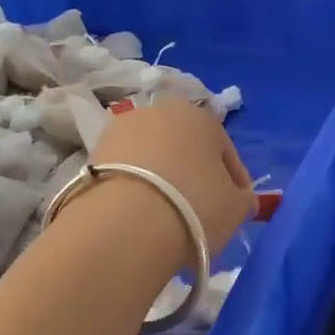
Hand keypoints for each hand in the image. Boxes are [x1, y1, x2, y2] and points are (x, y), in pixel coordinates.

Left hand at [89, 100, 254, 254]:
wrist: (125, 224)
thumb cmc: (195, 206)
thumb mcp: (236, 208)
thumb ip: (242, 198)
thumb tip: (240, 198)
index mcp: (201, 116)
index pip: (225, 150)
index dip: (234, 181)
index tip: (235, 207)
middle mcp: (160, 110)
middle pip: (186, 147)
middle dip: (194, 174)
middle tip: (200, 210)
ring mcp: (121, 128)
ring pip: (153, 157)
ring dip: (162, 179)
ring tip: (167, 215)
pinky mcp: (92, 153)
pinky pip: (126, 171)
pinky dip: (136, 188)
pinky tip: (141, 215)